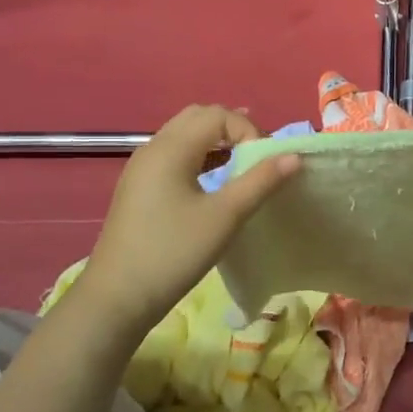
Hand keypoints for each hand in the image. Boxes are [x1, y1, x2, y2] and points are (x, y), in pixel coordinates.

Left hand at [71, 105, 299, 332]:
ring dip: (217, 142)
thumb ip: (261, 181)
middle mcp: (152, 148)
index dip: (248, 131)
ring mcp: (142, 168)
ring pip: (184, 135)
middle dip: (233, 128)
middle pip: (198, 117)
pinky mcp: (139, 187)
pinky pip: (174, 155)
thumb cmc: (174, 252)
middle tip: (256, 157)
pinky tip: (215, 182)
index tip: (265, 163)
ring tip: (242, 165)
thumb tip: (294, 156)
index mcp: (171, 149)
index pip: (217, 115)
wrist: (118, 296)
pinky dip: (200, 156)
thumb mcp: (225, 217)